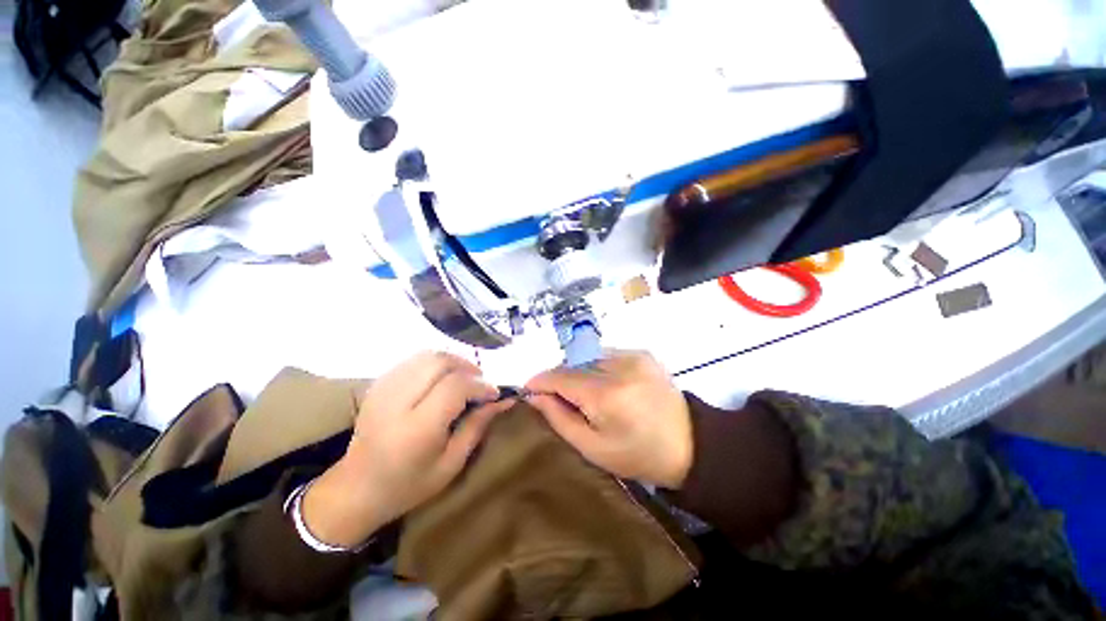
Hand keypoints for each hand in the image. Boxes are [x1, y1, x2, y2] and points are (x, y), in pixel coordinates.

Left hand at [303, 352, 512, 547]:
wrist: (356, 489)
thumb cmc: (409, 484)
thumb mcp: (452, 463)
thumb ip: (478, 426)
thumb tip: (503, 399)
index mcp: (417, 428)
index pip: (456, 386)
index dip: (481, 385)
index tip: (494, 393)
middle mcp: (397, 402)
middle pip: (440, 362)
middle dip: (468, 367)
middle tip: (479, 383)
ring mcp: (383, 389)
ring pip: (427, 356)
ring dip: (452, 362)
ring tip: (463, 378)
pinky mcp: (378, 384)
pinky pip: (413, 360)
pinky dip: (434, 364)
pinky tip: (440, 379)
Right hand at [525, 350, 692, 488]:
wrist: (691, 444)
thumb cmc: (638, 454)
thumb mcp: (593, 448)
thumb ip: (559, 418)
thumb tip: (534, 396)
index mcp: (605, 394)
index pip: (560, 376)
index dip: (540, 381)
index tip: (529, 389)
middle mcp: (618, 366)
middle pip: (573, 364)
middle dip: (560, 379)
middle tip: (561, 399)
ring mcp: (633, 355)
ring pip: (588, 357)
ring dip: (580, 372)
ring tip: (587, 394)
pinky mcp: (642, 353)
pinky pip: (606, 355)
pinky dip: (598, 367)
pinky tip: (607, 385)